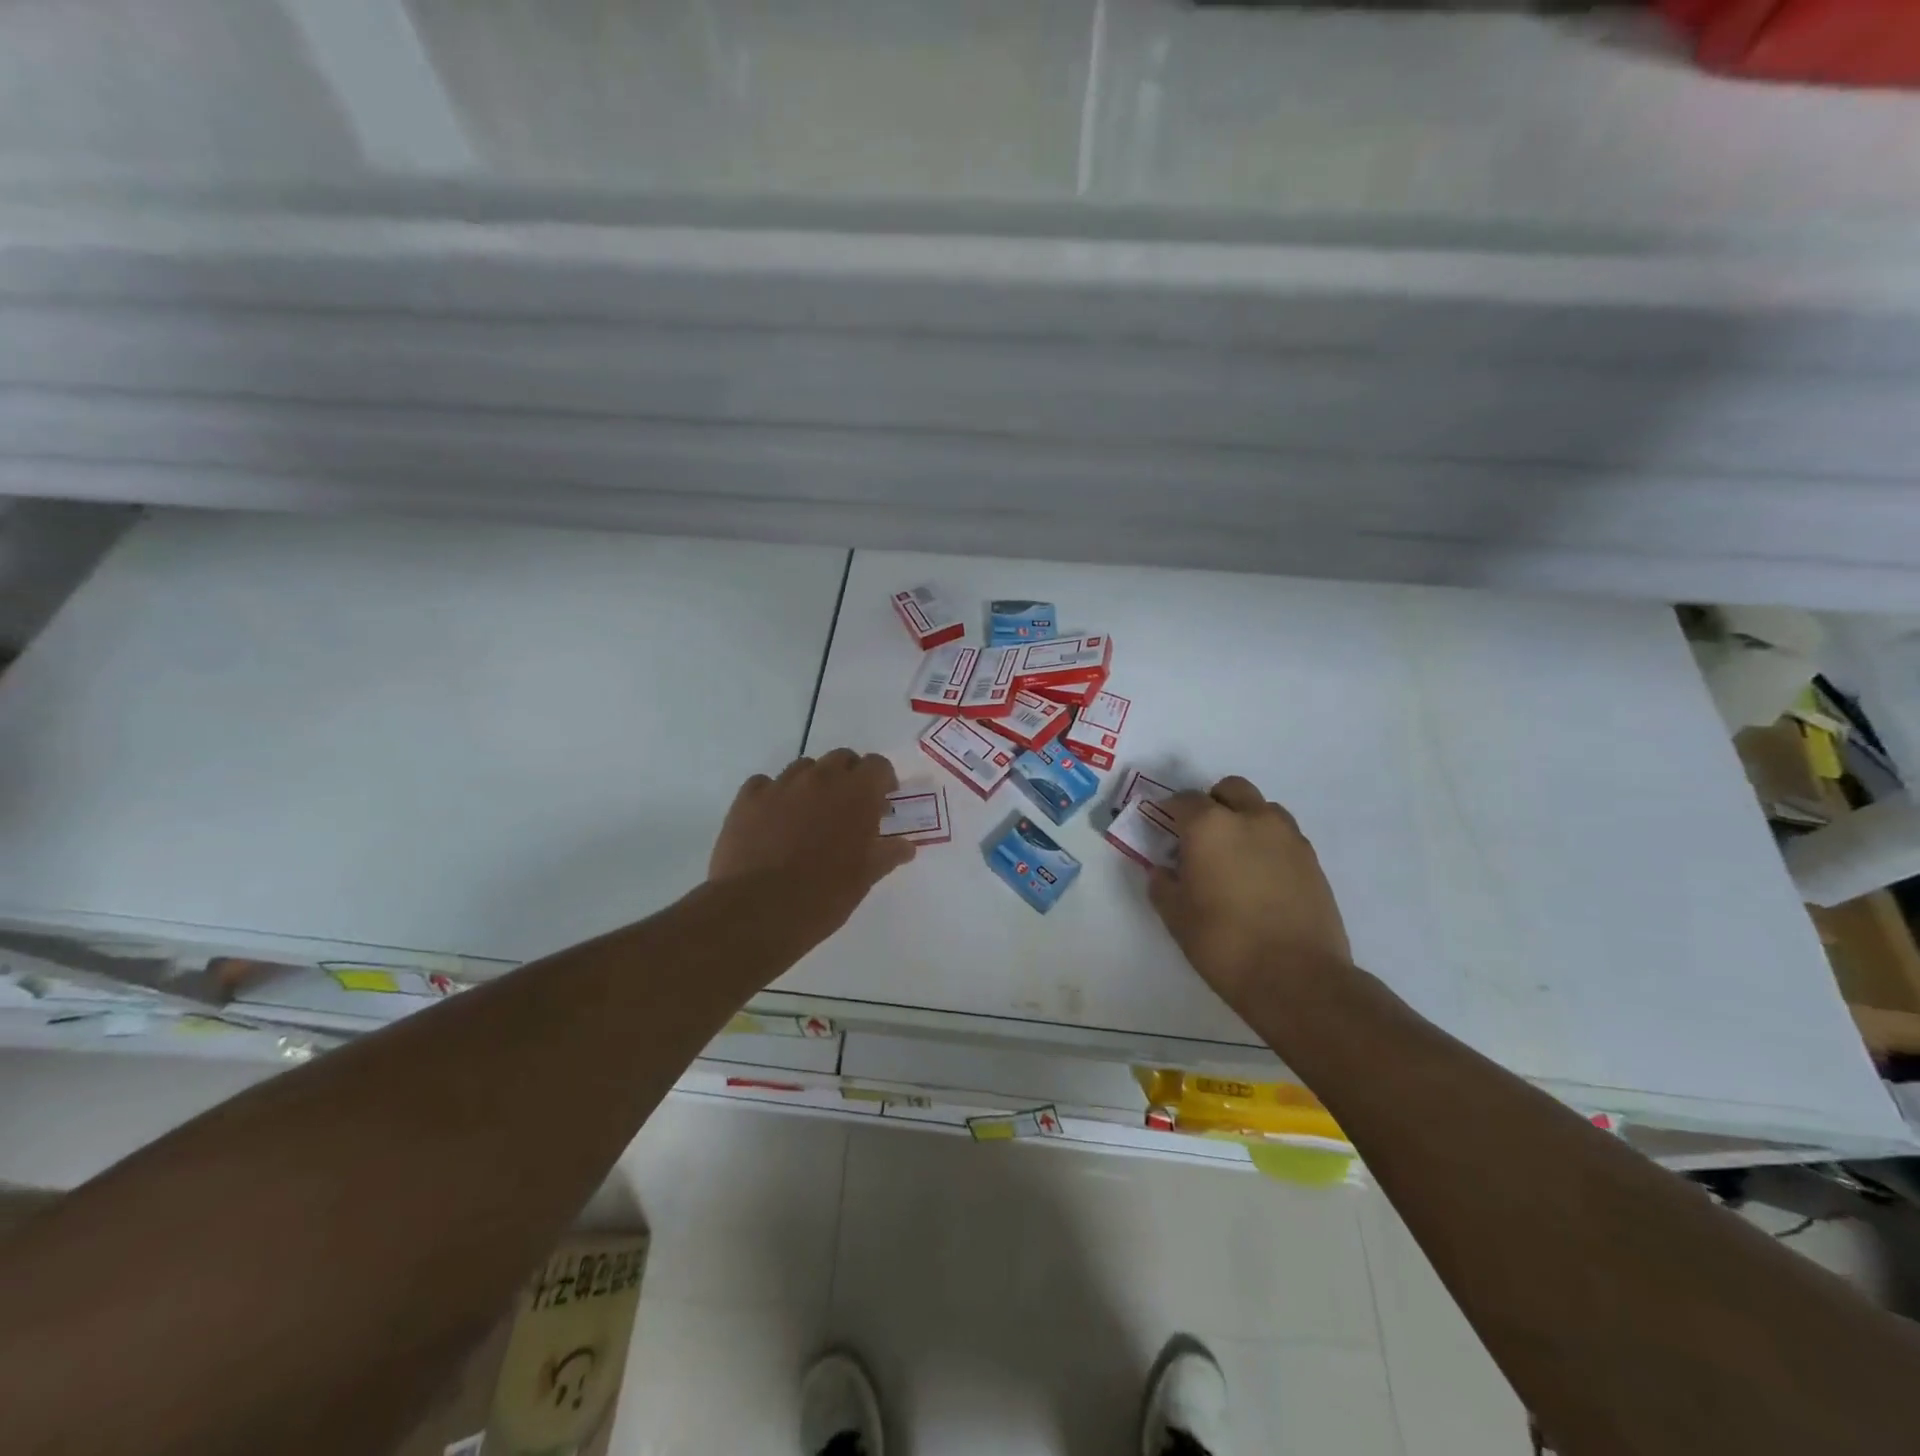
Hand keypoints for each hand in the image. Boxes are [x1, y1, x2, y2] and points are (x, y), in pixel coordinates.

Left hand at [709, 749, 914, 949]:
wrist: (760, 910)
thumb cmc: (825, 894)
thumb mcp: (866, 876)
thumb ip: (888, 853)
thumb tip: (906, 847)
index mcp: (857, 793)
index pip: (877, 765)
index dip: (882, 780)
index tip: (882, 801)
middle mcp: (820, 778)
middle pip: (841, 759)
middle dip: (849, 777)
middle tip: (848, 807)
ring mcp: (781, 785)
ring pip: (804, 767)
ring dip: (813, 783)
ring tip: (810, 814)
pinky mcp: (747, 799)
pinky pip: (765, 783)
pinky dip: (774, 795)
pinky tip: (774, 819)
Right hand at [1148, 775, 1353, 1014]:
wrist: (1298, 978)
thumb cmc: (1224, 943)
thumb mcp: (1176, 916)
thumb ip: (1163, 885)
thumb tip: (1163, 871)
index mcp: (1210, 826)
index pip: (1184, 800)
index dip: (1169, 811)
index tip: (1162, 828)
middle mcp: (1251, 819)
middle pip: (1230, 789)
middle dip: (1213, 803)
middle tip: (1200, 836)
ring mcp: (1288, 837)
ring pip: (1262, 809)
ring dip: (1245, 819)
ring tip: (1235, 856)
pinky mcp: (1313, 860)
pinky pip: (1284, 836)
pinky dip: (1268, 844)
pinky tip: (1260, 878)